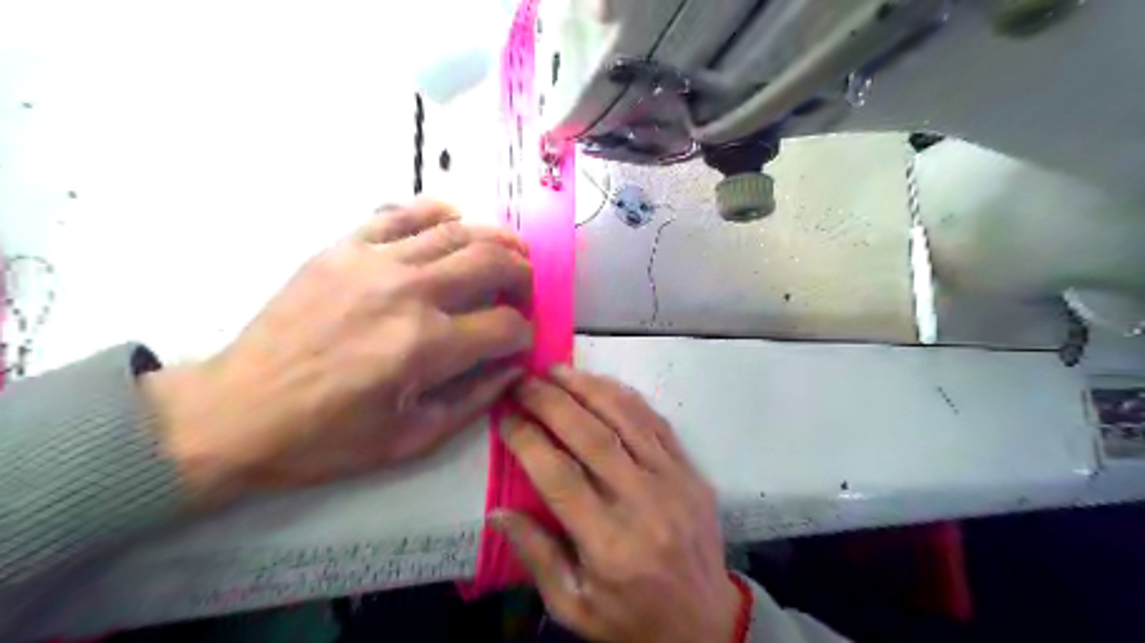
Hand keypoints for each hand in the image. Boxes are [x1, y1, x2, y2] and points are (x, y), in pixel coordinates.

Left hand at [142, 198, 532, 501]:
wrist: (236, 411)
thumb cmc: (327, 437)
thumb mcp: (413, 438)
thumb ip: (476, 399)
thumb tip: (514, 367)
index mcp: (426, 346)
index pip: (506, 325)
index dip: (524, 334)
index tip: (520, 342)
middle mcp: (408, 292)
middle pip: (493, 262)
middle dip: (523, 276)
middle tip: (523, 292)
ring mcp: (374, 261)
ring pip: (458, 230)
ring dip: (495, 239)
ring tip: (508, 252)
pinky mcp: (344, 247)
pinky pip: (402, 212)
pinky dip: (438, 213)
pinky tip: (452, 224)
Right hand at [497, 368, 738, 641]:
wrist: (707, 623)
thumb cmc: (632, 620)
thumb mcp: (574, 606)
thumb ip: (536, 556)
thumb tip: (498, 511)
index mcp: (609, 544)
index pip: (559, 476)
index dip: (527, 440)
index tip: (505, 416)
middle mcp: (643, 503)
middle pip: (591, 436)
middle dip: (551, 401)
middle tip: (523, 381)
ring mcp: (673, 481)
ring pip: (626, 418)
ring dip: (588, 387)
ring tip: (556, 370)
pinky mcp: (691, 471)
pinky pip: (656, 422)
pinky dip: (625, 397)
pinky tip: (601, 383)